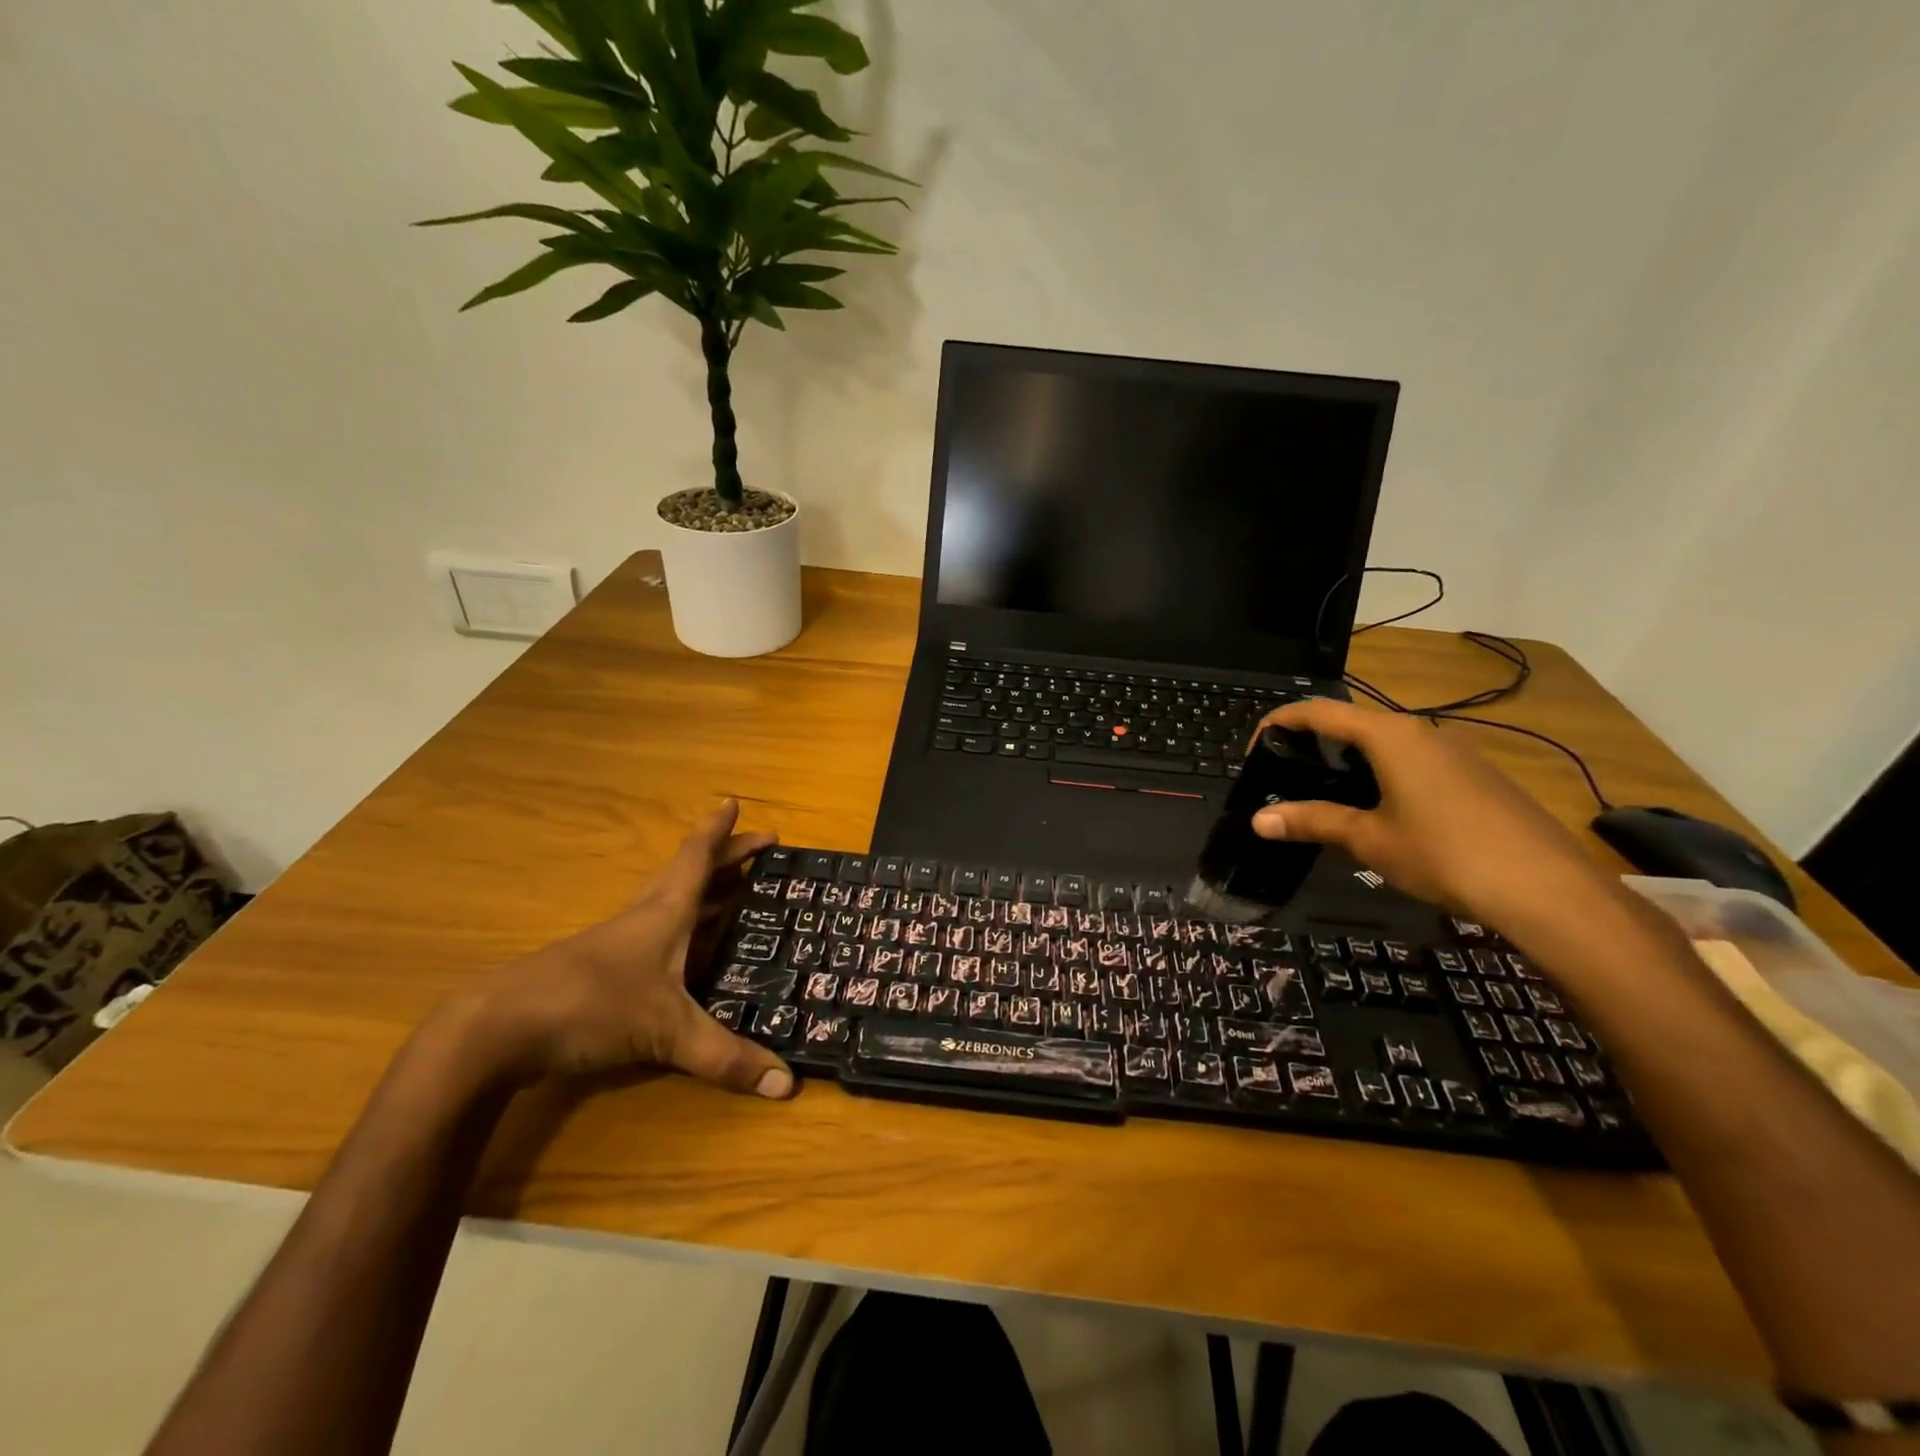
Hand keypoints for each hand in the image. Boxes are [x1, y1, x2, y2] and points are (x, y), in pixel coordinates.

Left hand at [455, 801, 793, 1098]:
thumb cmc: (592, 1006)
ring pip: (671, 903)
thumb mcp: (667, 1032)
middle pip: (689, 874)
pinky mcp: (602, 972)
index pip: (697, 858)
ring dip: (704, 890)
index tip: (733, 801)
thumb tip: (787, 1084)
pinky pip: (656, 935)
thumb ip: (726, 1058)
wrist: (497, 1030)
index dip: (720, 831)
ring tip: (734, 889)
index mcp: (665, 913)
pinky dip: (684, 929)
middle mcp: (644, 918)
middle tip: (759, 848)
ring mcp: (619, 944)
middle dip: (725, 858)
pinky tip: (690, 952)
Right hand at [1246, 699, 1615, 930]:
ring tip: (1324, 795)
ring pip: (1385, 742)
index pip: (1319, 712)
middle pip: (1352, 723)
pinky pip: (1413, 760)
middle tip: (1285, 777)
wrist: (1547, 887)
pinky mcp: (1475, 774)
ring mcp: (1454, 751)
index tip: (1254, 749)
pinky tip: (1380, 811)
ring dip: (1348, 760)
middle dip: (1312, 744)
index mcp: (1389, 736)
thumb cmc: (1444, 853)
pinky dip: (1381, 773)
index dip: (1279, 723)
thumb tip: (1259, 820)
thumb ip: (1313, 821)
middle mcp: (1421, 731)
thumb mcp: (1368, 839)